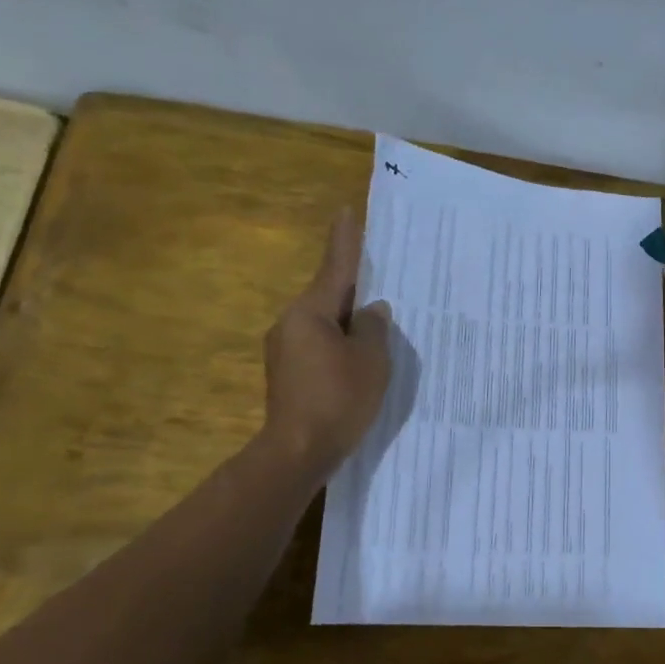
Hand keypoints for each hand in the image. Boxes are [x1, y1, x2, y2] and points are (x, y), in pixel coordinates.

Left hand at [259, 208, 392, 476]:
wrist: (297, 451)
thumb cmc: (338, 399)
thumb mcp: (371, 360)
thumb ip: (374, 328)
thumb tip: (371, 311)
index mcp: (310, 313)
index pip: (335, 268)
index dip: (345, 241)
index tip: (346, 211)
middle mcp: (290, 324)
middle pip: (329, 298)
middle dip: (354, 290)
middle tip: (380, 280)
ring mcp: (285, 351)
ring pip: (324, 325)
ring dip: (348, 323)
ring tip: (376, 329)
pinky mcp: (288, 374)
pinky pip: (319, 346)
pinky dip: (340, 346)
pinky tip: (358, 360)